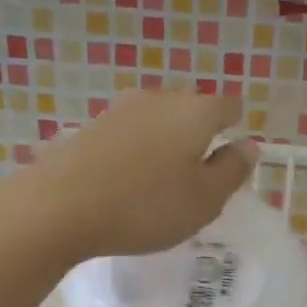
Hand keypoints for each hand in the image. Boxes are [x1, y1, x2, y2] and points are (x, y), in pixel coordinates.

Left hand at [0, 89, 255, 261]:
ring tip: (163, 181)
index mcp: (195, 112)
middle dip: (199, 134)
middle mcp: (159, 99)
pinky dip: (136, 153)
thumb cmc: (145, 207)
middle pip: (190, 109)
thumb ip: (231, 171)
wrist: (58, 206)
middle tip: (198, 174)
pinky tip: (128, 181)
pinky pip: (127, 136)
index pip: (228, 107)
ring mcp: (119, 110)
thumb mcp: (204, 200)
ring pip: (156, 121)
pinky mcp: (90, 128)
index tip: (231, 156)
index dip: (235, 128)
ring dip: (165, 144)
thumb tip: (247, 146)